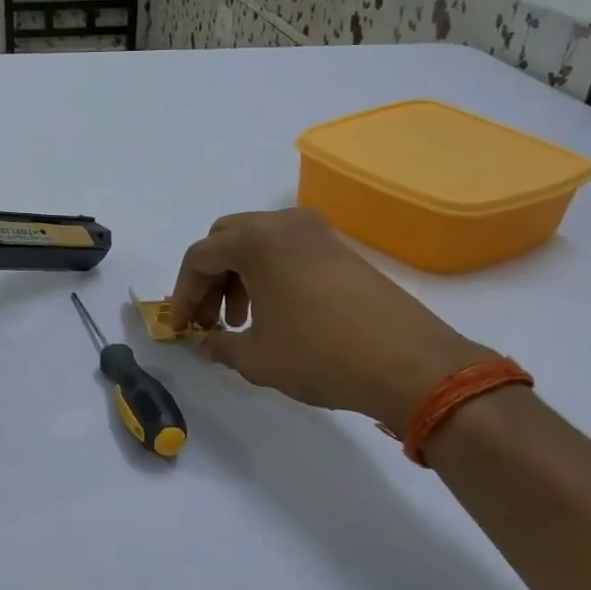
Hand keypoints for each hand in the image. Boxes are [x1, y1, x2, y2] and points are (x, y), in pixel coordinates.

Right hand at [170, 209, 490, 428]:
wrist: (409, 364)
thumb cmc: (320, 355)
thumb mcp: (256, 358)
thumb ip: (219, 346)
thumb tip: (205, 344)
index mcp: (257, 241)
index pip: (199, 257)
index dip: (182, 293)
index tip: (180, 327)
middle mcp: (285, 225)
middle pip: (226, 240)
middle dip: (209, 279)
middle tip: (207, 319)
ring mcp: (318, 234)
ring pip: (258, 244)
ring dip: (238, 277)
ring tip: (241, 322)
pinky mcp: (342, 251)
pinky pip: (288, 252)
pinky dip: (269, 275)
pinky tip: (276, 314)